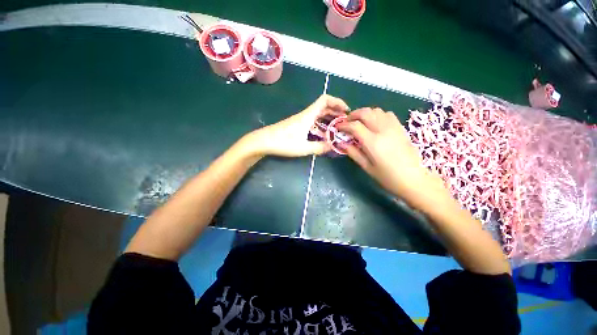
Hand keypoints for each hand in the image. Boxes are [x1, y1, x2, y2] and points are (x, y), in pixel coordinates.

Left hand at [246, 94, 349, 156]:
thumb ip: (319, 147)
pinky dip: (321, 125)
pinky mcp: (297, 126)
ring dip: (329, 119)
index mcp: (308, 116)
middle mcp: (305, 115)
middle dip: (336, 112)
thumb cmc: (283, 143)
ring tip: (337, 128)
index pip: (325, 100)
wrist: (263, 141)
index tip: (346, 111)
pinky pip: (313, 121)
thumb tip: (333, 146)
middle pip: (323, 107)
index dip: (337, 101)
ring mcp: (300, 120)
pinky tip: (324, 134)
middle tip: (345, 122)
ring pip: (318, 115)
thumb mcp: (303, 148)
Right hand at [337, 108, 449, 206]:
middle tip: (347, 122)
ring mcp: (394, 127)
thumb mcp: (367, 167)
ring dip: (365, 114)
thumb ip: (353, 153)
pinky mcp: (401, 128)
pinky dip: (378, 115)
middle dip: (353, 115)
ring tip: (360, 122)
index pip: (355, 126)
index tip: (338, 127)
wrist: (414, 179)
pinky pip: (387, 114)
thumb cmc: (387, 177)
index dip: (344, 125)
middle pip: (365, 113)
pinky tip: (375, 123)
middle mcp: (383, 130)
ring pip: (377, 110)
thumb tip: (341, 143)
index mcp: (373, 142)